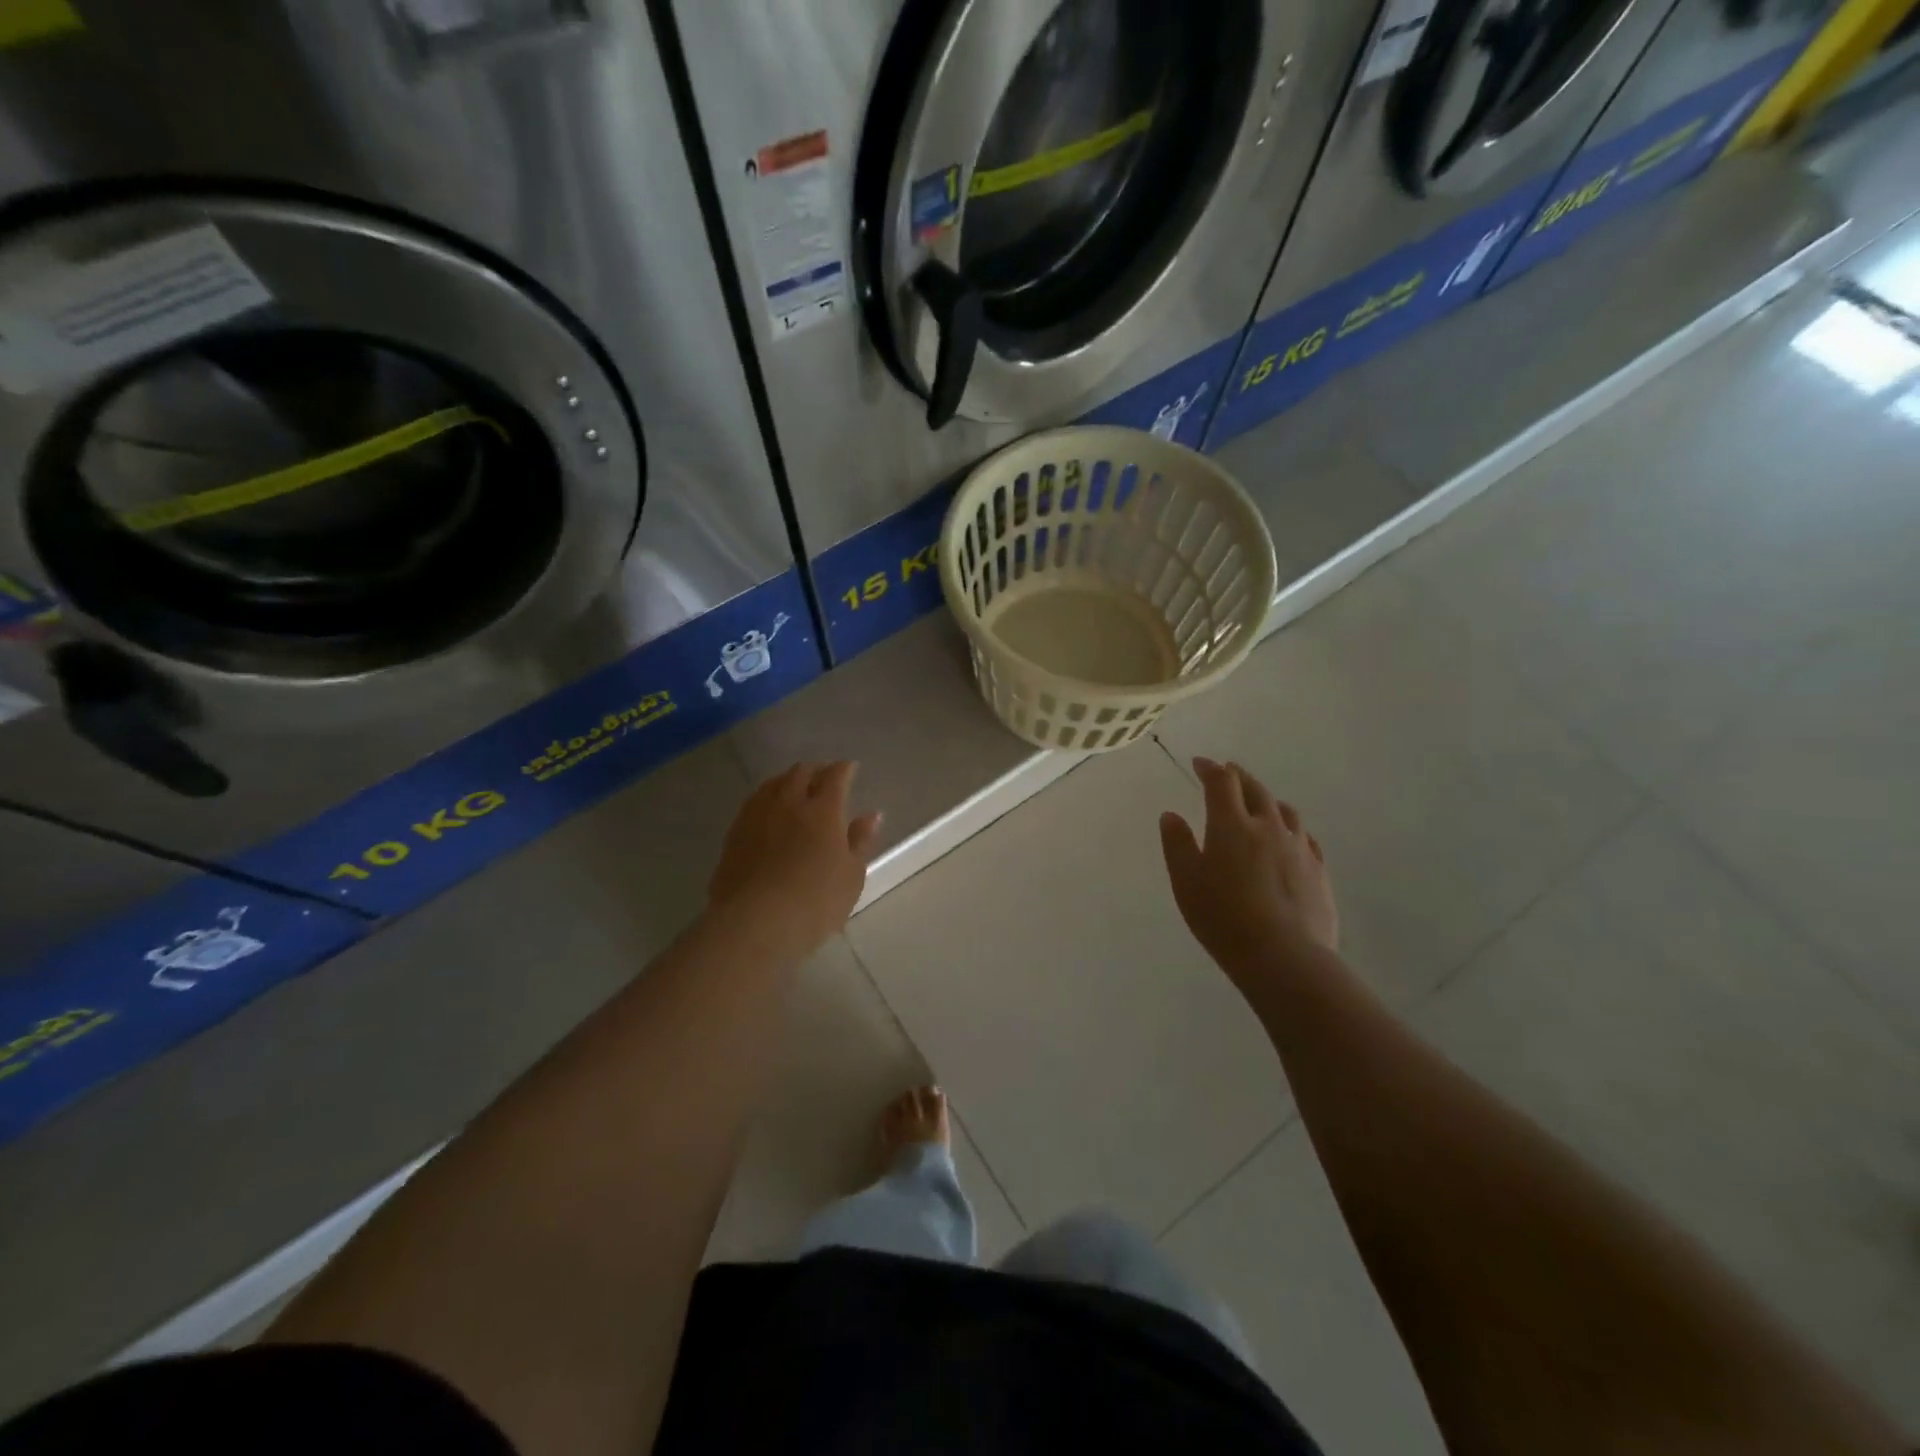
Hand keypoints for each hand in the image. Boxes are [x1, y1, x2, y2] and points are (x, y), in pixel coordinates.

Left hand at [708, 762, 881, 954]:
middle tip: (824, 776)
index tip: (851, 768)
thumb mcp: (851, 875)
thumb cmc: (815, 901)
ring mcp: (758, 815)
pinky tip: (768, 810)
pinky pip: (753, 802)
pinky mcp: (734, 833)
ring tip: (795, 787)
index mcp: (823, 810)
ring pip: (773, 783)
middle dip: (815, 770)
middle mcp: (789, 803)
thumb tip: (871, 814)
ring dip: (788, 780)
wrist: (754, 922)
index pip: (836, 777)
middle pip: (801, 773)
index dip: (844, 769)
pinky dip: (767, 798)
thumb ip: (860, 841)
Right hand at [1159, 758, 1338, 979]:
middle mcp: (1268, 826)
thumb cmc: (1223, 917)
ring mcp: (1298, 848)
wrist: (1284, 956)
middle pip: (1255, 790)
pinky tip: (1290, 836)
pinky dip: (1291, 826)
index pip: (1221, 783)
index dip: (1209, 769)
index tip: (1199, 763)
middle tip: (1228, 771)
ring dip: (1267, 798)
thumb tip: (1171, 815)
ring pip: (1284, 810)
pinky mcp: (1318, 871)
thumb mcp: (1186, 882)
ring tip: (1259, 800)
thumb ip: (1177, 844)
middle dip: (1239, 777)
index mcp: (1232, 825)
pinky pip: (1305, 836)